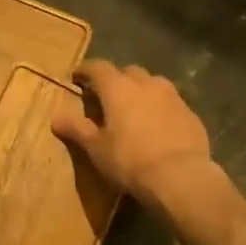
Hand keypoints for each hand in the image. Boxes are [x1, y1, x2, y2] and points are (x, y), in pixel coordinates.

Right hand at [52, 60, 216, 206]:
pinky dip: (160, 108)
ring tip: (134, 110)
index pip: (98, 68)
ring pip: (152, 84)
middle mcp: (145, 83)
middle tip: (107, 96)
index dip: (86, 70)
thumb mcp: (97, 148)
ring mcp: (172, 96)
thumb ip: (77, 128)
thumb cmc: (130, 160)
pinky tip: (158, 126)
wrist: (181, 177)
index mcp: (118, 88)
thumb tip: (55, 117)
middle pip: (127, 72)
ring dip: (140, 91)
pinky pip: (170, 102)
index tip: (77, 76)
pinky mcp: (190, 112)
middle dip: (116, 80)